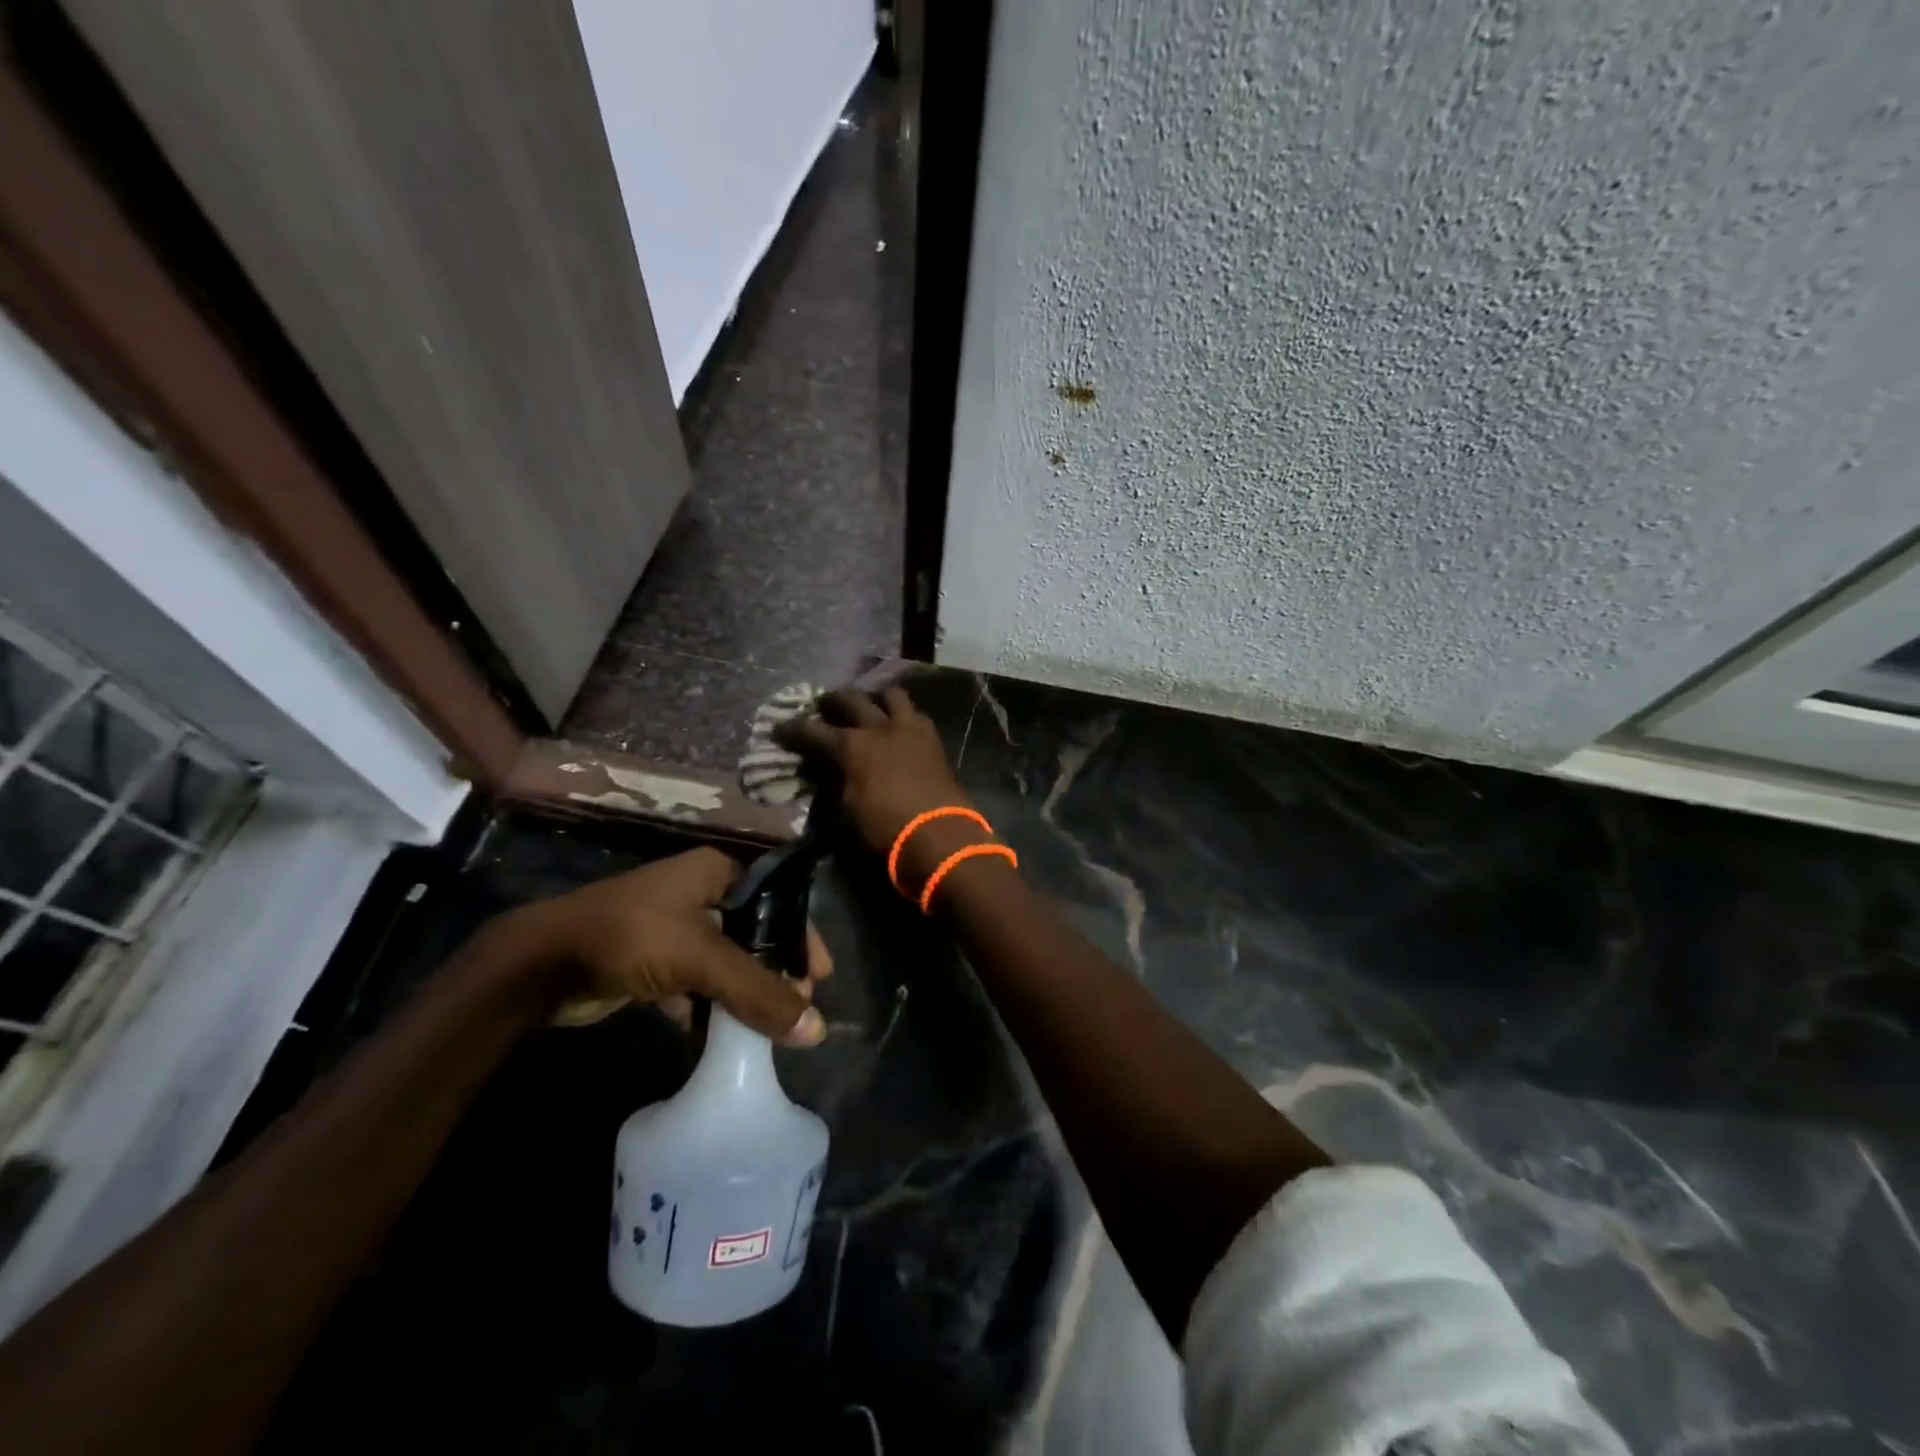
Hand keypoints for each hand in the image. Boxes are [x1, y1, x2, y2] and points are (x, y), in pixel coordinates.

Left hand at [516, 847, 829, 1045]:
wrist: (538, 964)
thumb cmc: (630, 937)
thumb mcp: (701, 959)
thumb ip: (758, 993)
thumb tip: (816, 1030)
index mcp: (715, 872)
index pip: (776, 900)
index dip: (802, 935)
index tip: (821, 976)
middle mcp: (696, 893)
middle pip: (751, 933)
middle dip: (774, 971)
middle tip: (796, 1008)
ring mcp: (670, 927)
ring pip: (722, 962)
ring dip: (742, 994)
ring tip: (768, 1028)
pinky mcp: (648, 961)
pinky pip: (692, 984)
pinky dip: (707, 1009)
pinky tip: (721, 1040)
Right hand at [776, 686, 982, 889]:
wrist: (939, 836)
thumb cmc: (885, 831)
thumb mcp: (845, 813)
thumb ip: (833, 785)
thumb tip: (825, 773)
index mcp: (851, 747)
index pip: (812, 731)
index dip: (792, 730)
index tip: (779, 729)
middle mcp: (879, 728)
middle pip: (851, 699)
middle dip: (833, 700)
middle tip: (824, 706)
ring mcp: (910, 729)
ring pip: (891, 695)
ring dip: (876, 698)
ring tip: (870, 706)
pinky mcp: (934, 739)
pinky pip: (916, 714)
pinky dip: (903, 715)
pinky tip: (899, 726)